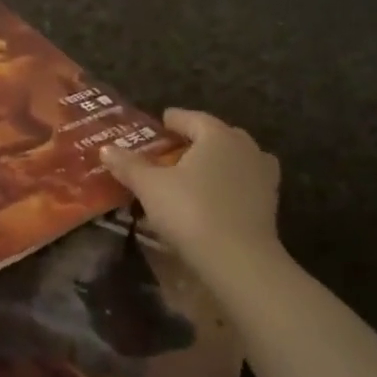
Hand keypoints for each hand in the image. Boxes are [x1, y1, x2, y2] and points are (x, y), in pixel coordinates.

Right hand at [102, 108, 282, 268]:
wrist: (238, 258)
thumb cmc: (191, 211)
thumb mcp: (150, 187)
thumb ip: (129, 165)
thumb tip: (106, 148)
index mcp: (217, 135)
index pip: (193, 118)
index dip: (174, 119)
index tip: (161, 122)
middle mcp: (245, 147)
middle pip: (218, 135)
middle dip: (197, 139)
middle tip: (174, 149)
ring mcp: (263, 175)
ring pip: (235, 159)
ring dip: (217, 161)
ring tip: (195, 172)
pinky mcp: (270, 203)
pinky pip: (245, 183)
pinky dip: (230, 184)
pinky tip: (215, 196)